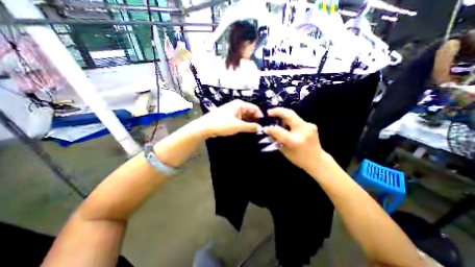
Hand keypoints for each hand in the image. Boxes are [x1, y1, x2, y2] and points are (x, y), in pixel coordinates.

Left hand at [196, 99, 263, 136]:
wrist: (205, 127)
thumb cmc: (222, 124)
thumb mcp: (238, 126)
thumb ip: (250, 127)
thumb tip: (260, 128)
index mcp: (240, 104)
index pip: (255, 108)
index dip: (260, 116)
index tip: (263, 125)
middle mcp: (236, 106)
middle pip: (250, 111)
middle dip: (254, 119)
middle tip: (258, 129)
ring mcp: (232, 111)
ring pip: (244, 115)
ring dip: (249, 122)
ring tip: (253, 130)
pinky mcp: (228, 116)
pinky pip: (239, 118)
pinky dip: (243, 123)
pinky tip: (245, 129)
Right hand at [263, 107, 326, 169]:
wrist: (317, 160)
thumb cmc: (298, 158)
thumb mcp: (284, 150)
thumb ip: (277, 139)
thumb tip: (269, 130)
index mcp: (294, 141)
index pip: (278, 131)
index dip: (270, 129)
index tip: (265, 128)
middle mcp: (303, 131)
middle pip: (289, 114)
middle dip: (277, 111)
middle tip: (269, 112)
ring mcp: (309, 126)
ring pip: (293, 115)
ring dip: (283, 116)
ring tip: (278, 121)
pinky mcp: (311, 125)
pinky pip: (297, 120)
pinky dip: (290, 121)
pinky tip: (288, 126)